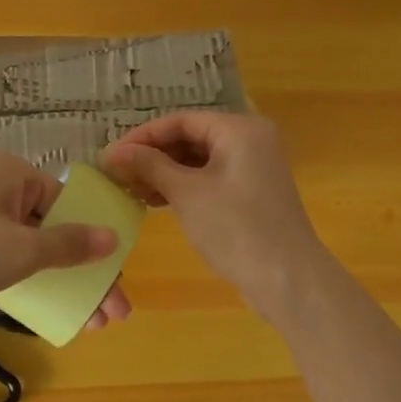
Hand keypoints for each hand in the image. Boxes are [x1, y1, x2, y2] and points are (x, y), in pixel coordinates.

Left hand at [0, 152, 130, 328]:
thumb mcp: (20, 251)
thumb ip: (68, 245)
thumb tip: (112, 237)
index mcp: (10, 172)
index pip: (67, 202)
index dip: (95, 242)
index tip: (115, 280)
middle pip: (52, 227)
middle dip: (83, 271)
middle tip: (109, 313)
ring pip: (29, 246)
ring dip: (59, 281)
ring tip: (88, 321)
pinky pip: (5, 257)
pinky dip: (28, 281)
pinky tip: (48, 309)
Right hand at [103, 112, 325, 317]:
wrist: (289, 281)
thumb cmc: (236, 228)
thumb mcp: (187, 193)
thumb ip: (150, 166)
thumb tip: (113, 152)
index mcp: (239, 129)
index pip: (181, 121)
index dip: (143, 136)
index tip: (111, 155)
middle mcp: (250, 139)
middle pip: (190, 137)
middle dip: (153, 155)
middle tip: (118, 173)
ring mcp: (253, 167)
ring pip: (198, 160)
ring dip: (165, 173)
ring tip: (131, 189)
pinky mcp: (251, 193)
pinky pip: (210, 178)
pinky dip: (183, 187)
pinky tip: (156, 201)